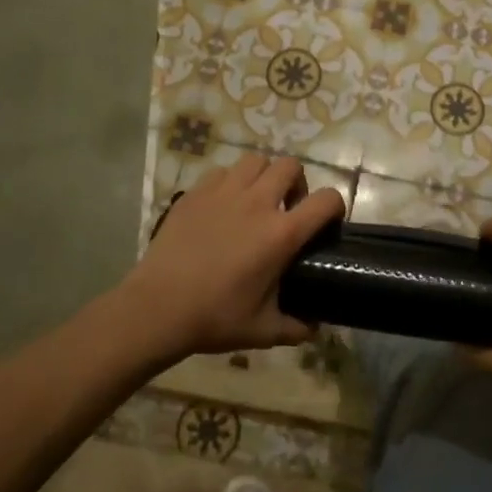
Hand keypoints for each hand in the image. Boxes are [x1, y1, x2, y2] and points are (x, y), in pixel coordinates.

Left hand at [125, 153, 344, 359]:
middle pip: (290, 166)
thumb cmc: (214, 318)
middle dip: (297, 183)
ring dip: (263, 176)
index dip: (335, 206)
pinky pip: (222, 172)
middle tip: (288, 208)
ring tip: (256, 200)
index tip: (327, 223)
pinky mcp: (195, 193)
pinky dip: (230, 182)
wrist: (157, 308)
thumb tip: (314, 327)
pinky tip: (224, 205)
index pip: (326, 200)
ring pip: (255, 161)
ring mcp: (223, 193)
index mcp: (280, 234)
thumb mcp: (263, 331)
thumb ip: (296, 328)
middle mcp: (257, 203)